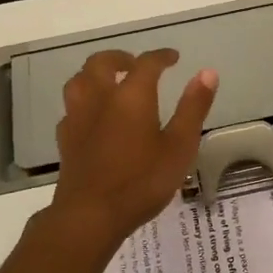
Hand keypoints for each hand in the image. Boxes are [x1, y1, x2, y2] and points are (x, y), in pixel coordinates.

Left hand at [47, 48, 216, 249]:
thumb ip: (193, 107)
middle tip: (136, 64)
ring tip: (110, 82)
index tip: (173, 58)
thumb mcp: (180, 146)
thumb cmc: (142, 181)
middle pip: (101, 63)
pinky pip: (72, 108)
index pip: (146, 63)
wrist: (90, 215)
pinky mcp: (65, 139)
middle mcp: (100, 98)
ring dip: (95, 74)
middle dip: (120, 57)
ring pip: (79, 80)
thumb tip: (207, 72)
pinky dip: (84, 101)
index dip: (161, 57)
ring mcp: (77, 118)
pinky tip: (93, 116)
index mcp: (131, 96)